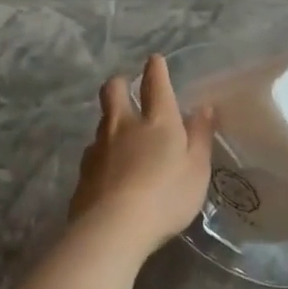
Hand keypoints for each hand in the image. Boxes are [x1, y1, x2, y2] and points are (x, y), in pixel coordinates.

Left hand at [71, 55, 216, 256]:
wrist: (113, 228)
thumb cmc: (166, 196)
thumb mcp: (197, 169)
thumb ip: (201, 137)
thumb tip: (204, 108)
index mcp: (158, 122)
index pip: (156, 85)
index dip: (156, 70)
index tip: (155, 60)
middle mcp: (124, 126)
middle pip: (114, 91)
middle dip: (120, 83)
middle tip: (126, 85)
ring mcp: (99, 148)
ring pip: (102, 121)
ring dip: (111, 118)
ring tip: (121, 130)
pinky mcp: (84, 172)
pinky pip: (94, 151)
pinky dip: (103, 150)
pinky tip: (109, 165)